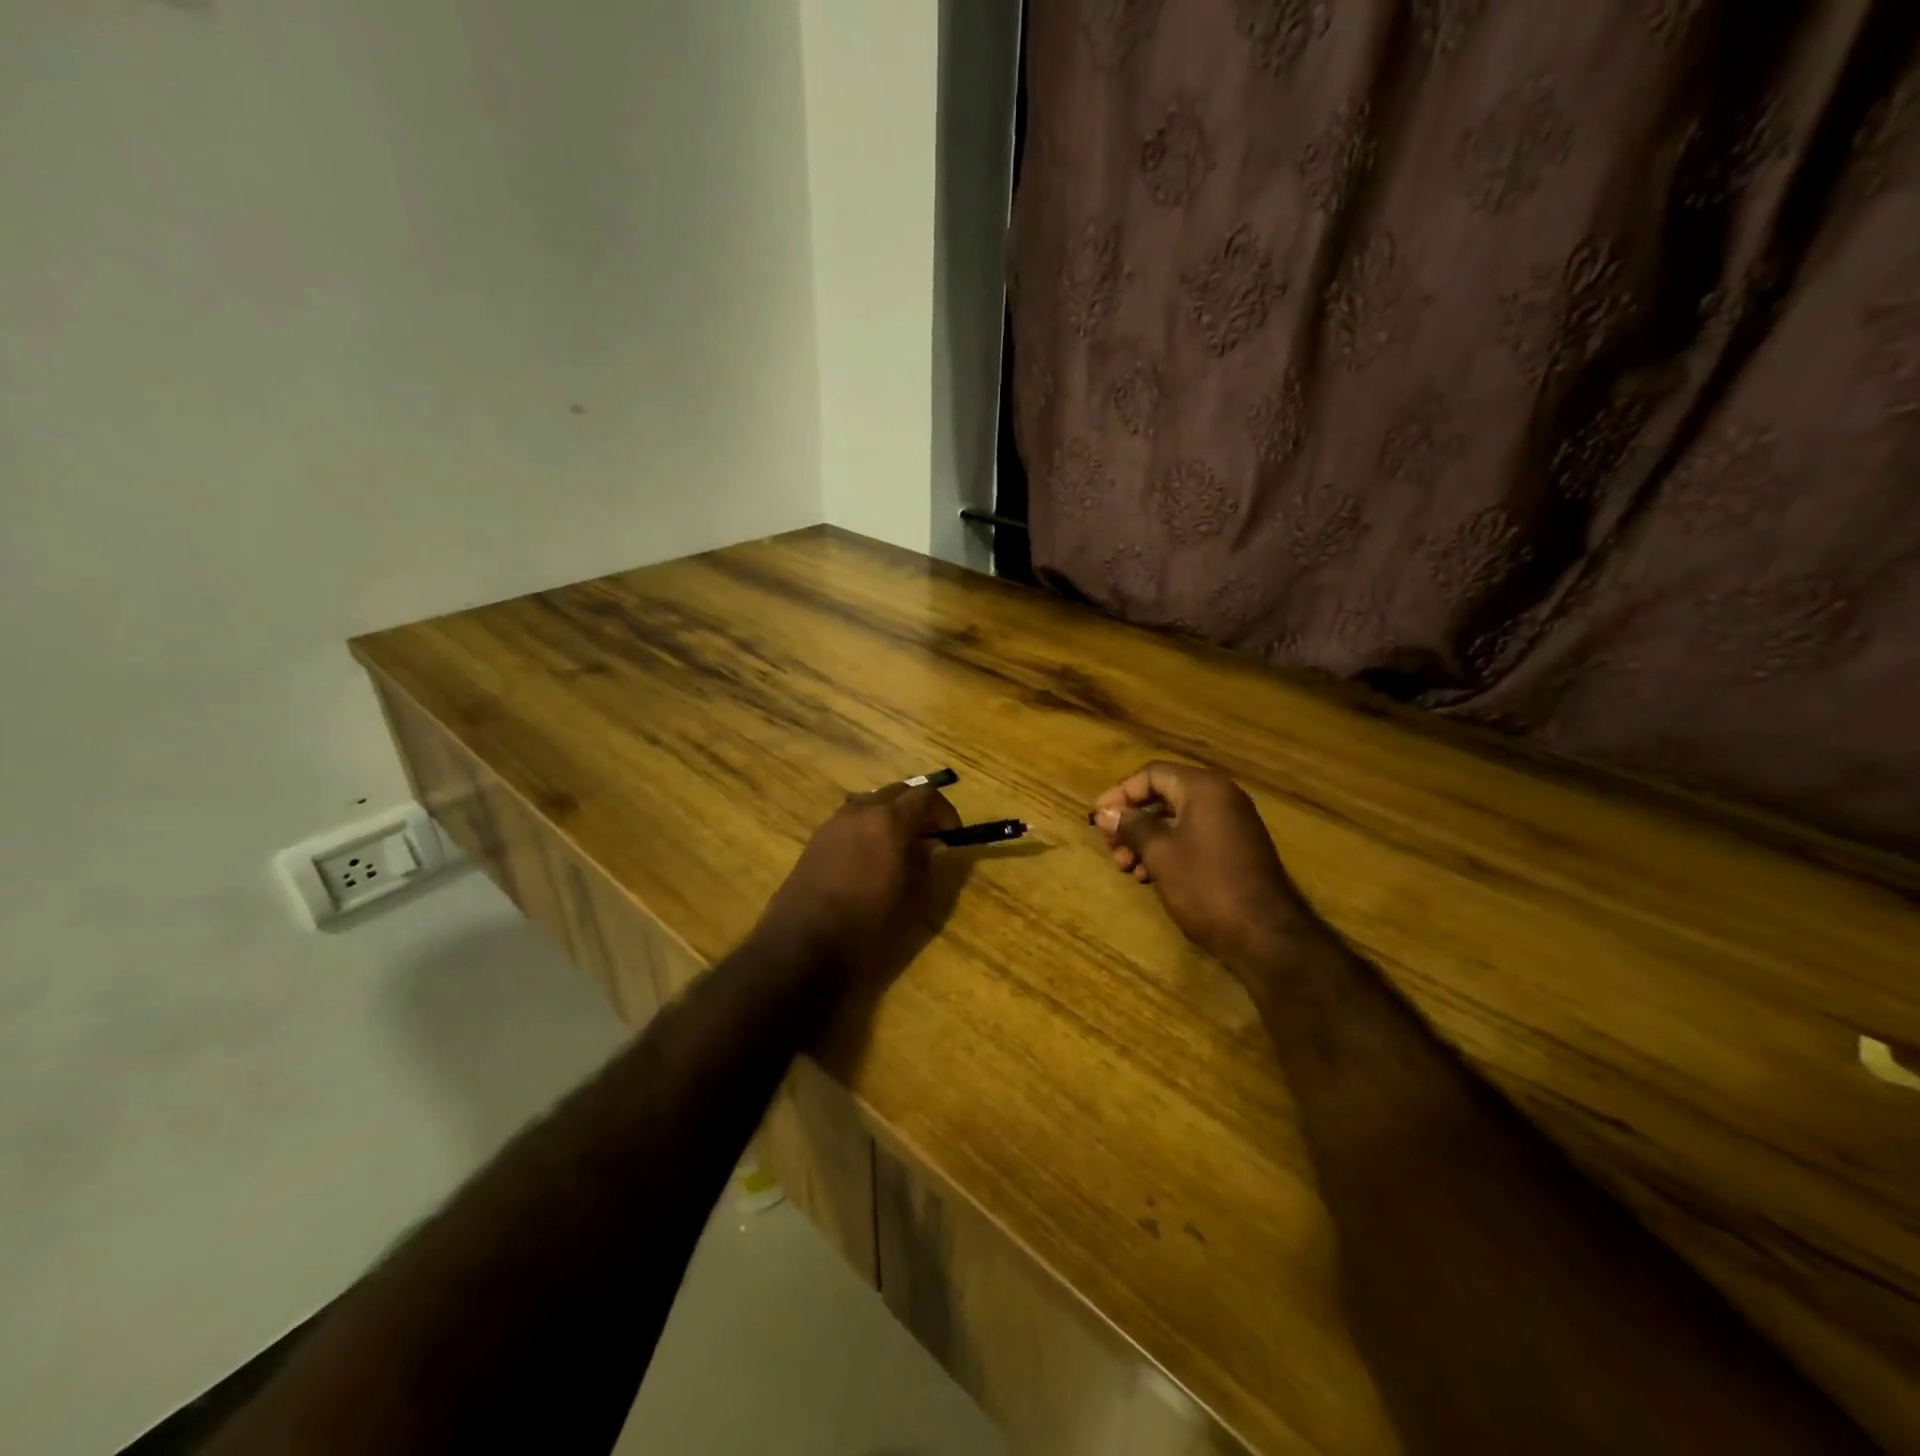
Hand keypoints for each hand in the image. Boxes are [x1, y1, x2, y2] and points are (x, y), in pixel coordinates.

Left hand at [758, 782, 962, 982]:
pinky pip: (851, 820)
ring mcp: (835, 822)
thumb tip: (933, 846)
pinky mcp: (817, 839)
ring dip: (891, 816)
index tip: (953, 835)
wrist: (802, 943)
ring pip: (871, 803)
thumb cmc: (867, 924)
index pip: (926, 795)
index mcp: (889, 820)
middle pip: (897, 792)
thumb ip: (926, 863)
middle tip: (930, 837)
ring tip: (900, 848)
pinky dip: (869, 827)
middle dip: (918, 809)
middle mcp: (861, 811)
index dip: (944, 811)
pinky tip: (871, 858)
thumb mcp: (911, 898)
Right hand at [1091, 761, 1317, 974]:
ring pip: (1176, 820)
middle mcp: (1221, 798)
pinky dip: (1168, 851)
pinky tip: (1150, 877)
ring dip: (1146, 840)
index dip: (1120, 793)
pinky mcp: (1235, 850)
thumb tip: (1105, 812)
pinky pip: (1192, 837)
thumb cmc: (1206, 886)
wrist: (1265, 936)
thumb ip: (1131, 826)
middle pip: (1163, 796)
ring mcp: (1232, 824)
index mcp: (1204, 789)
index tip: (1098, 818)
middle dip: (1132, 821)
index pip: (1152, 774)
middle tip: (1112, 849)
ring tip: (1128, 868)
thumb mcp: (1160, 854)